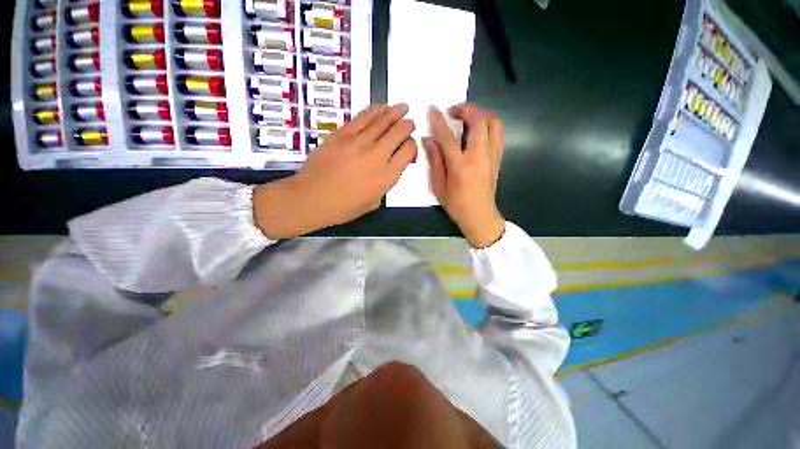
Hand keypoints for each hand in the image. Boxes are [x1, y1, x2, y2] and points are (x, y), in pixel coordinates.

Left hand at [254, 104, 416, 238]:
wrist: (312, 198)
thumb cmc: (344, 206)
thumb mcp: (373, 201)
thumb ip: (385, 183)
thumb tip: (389, 166)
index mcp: (386, 177)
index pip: (407, 152)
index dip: (412, 145)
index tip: (410, 143)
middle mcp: (377, 156)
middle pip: (399, 133)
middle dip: (407, 125)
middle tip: (410, 122)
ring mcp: (359, 142)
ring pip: (382, 121)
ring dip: (395, 112)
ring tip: (403, 107)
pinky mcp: (342, 134)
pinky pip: (362, 117)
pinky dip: (375, 110)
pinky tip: (382, 107)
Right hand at [423, 103, 505, 247]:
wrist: (480, 216)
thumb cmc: (456, 204)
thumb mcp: (439, 186)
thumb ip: (435, 161)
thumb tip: (428, 140)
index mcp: (460, 166)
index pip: (448, 136)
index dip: (439, 121)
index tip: (433, 109)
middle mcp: (479, 157)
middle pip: (478, 121)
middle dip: (465, 109)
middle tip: (453, 111)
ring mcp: (492, 156)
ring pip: (493, 123)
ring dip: (480, 114)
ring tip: (467, 118)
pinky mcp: (498, 159)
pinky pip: (498, 134)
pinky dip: (488, 125)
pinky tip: (478, 131)